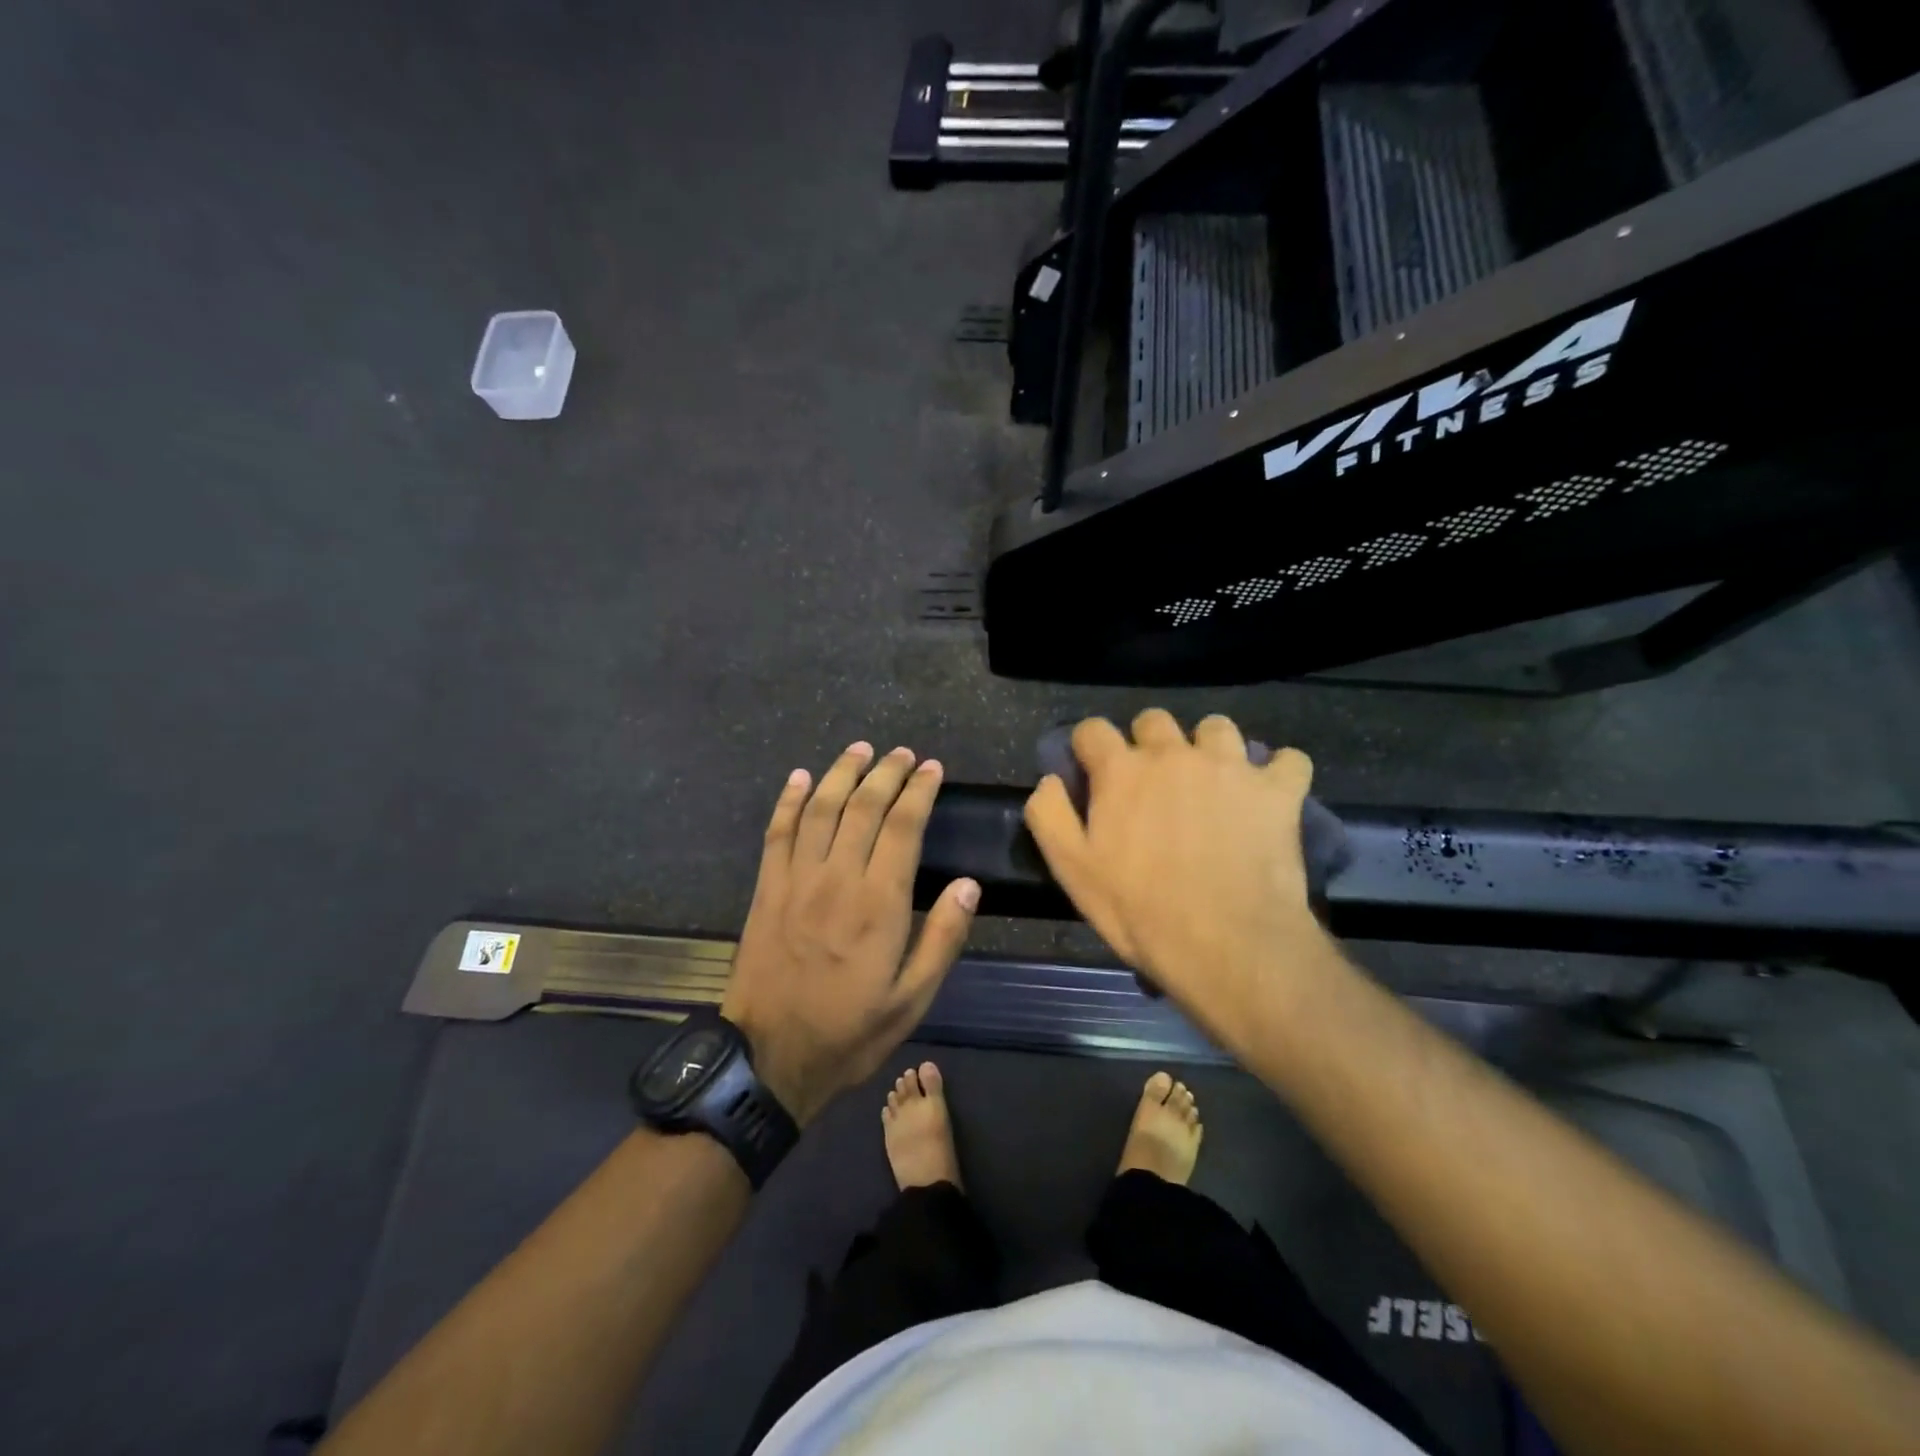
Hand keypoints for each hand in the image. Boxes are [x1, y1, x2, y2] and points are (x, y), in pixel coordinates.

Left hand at [722, 743, 979, 1125]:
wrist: (768, 1059)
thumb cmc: (849, 1031)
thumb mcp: (912, 1000)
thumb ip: (942, 939)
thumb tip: (969, 885)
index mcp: (879, 903)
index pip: (903, 827)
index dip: (919, 791)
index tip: (932, 769)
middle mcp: (838, 878)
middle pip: (863, 807)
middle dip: (886, 773)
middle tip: (903, 753)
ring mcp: (796, 880)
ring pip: (821, 809)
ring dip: (841, 773)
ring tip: (860, 750)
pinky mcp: (767, 890)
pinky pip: (777, 833)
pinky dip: (789, 801)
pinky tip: (799, 779)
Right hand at [1023, 710, 1327, 1044]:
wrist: (1228, 944)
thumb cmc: (1140, 911)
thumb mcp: (1071, 871)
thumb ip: (1049, 815)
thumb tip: (1049, 779)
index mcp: (1122, 770)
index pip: (1093, 729)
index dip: (1088, 747)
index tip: (1091, 771)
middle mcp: (1174, 753)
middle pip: (1155, 719)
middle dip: (1147, 742)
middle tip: (1152, 782)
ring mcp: (1230, 766)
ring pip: (1218, 727)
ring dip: (1209, 748)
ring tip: (1212, 782)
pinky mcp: (1277, 790)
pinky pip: (1289, 760)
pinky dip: (1279, 772)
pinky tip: (1269, 795)